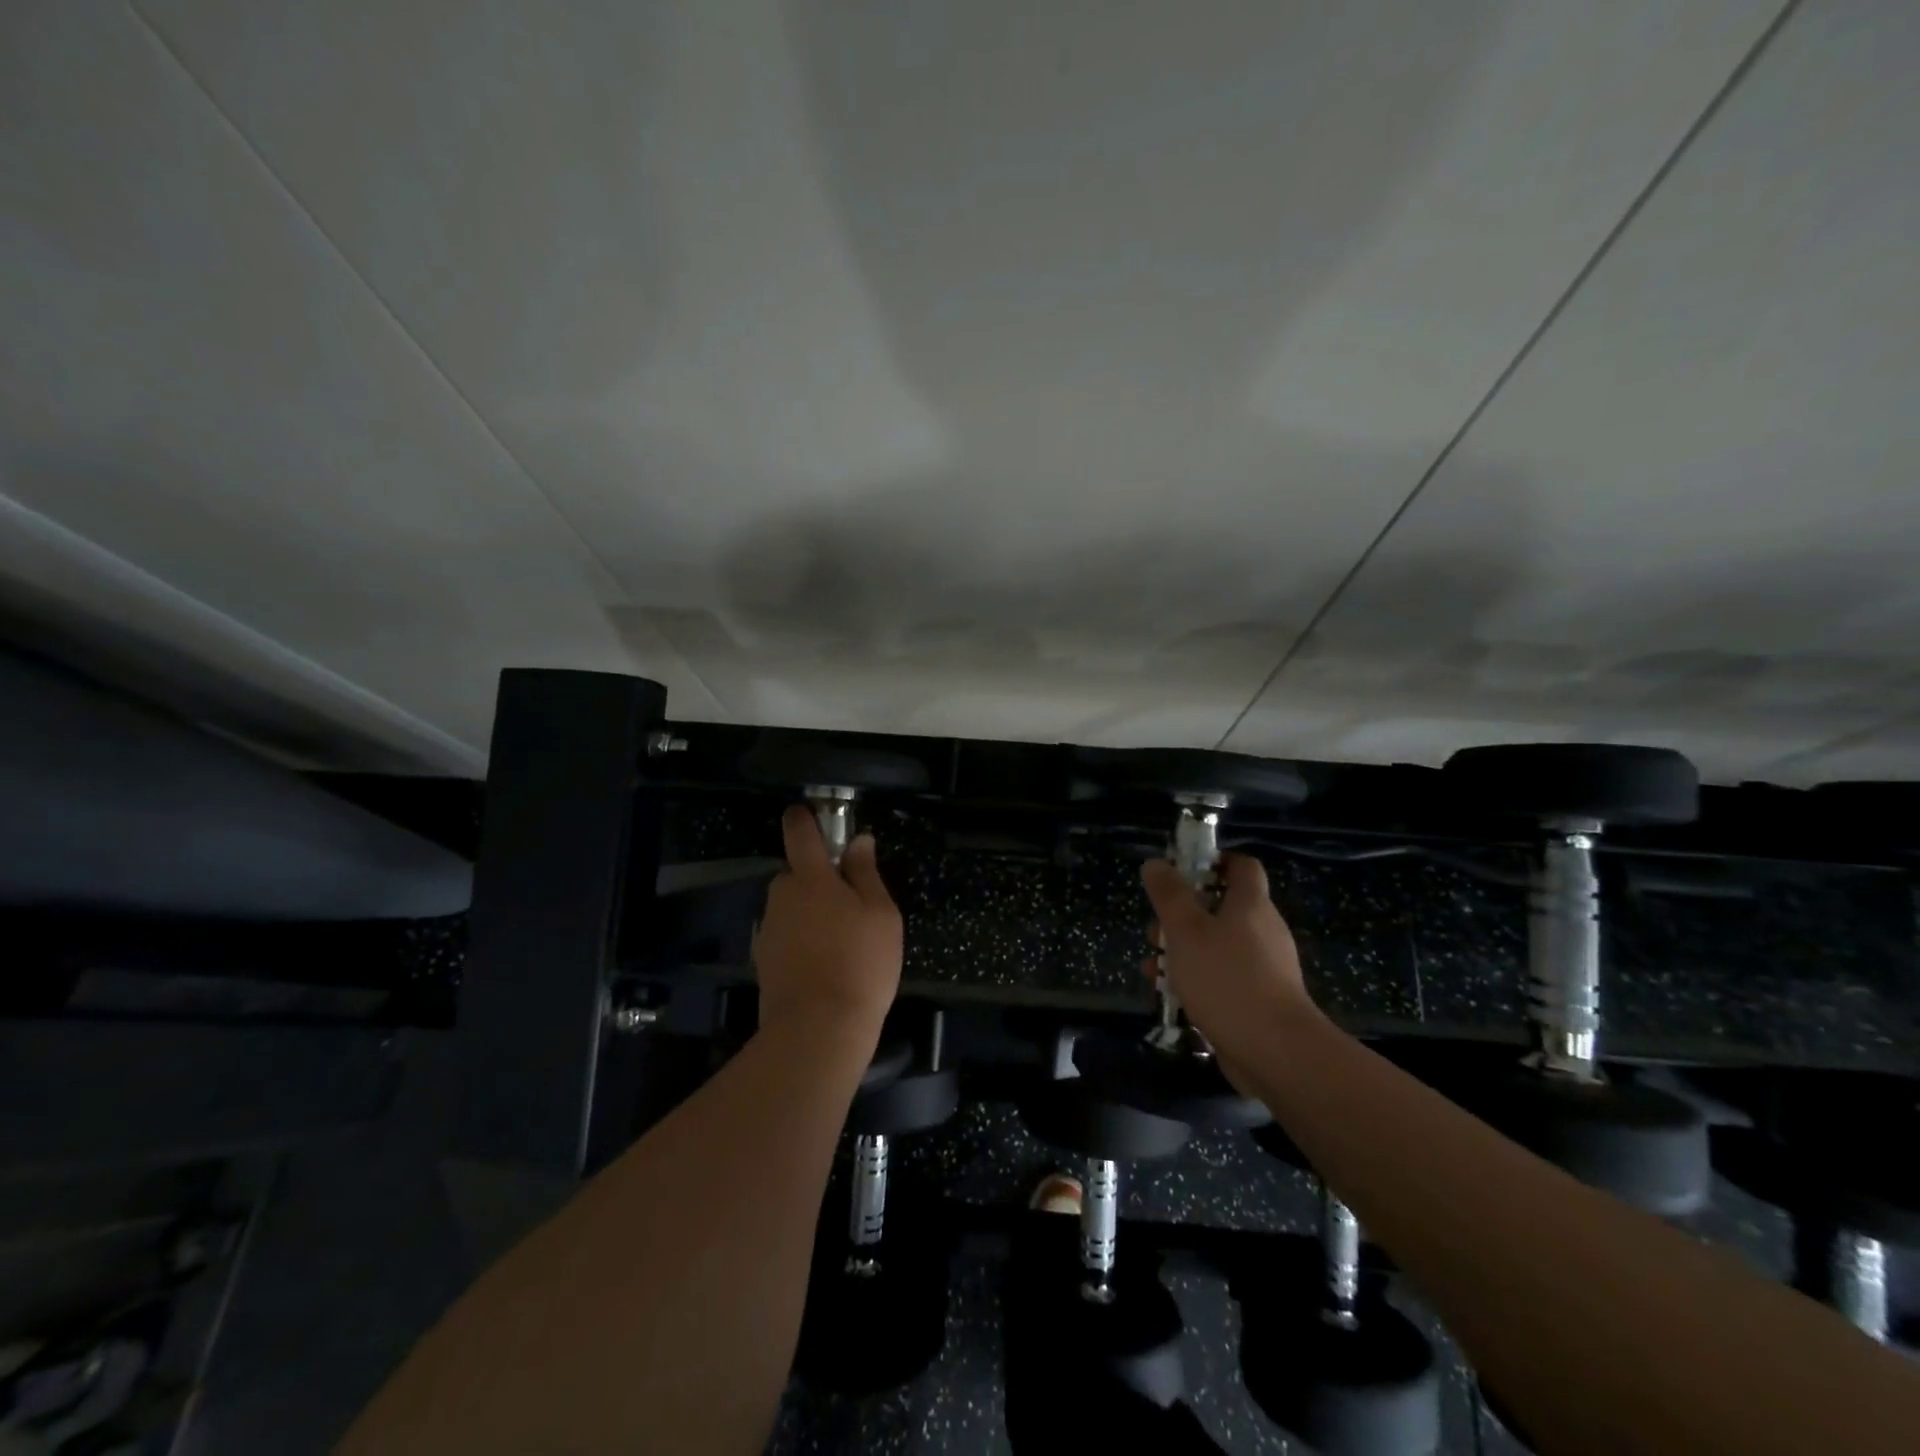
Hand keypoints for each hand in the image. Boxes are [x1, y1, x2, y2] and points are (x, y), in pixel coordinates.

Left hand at [753, 806, 902, 1043]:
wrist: (818, 1030)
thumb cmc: (859, 963)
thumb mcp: (880, 913)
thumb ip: (866, 873)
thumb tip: (859, 841)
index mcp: (811, 878)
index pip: (799, 832)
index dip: (804, 818)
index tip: (812, 815)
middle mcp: (782, 896)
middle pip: (797, 874)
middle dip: (818, 880)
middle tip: (851, 905)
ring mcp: (769, 930)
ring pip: (792, 908)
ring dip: (810, 913)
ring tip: (842, 943)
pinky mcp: (764, 961)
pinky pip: (786, 936)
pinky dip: (802, 942)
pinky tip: (824, 966)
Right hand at [1140, 853, 1318, 1067]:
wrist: (1275, 1051)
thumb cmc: (1226, 978)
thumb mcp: (1186, 930)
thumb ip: (1169, 895)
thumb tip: (1157, 863)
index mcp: (1251, 905)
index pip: (1242, 866)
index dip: (1213, 862)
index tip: (1181, 871)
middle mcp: (1262, 930)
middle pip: (1222, 908)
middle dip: (1183, 915)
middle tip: (1155, 929)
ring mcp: (1264, 968)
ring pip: (1217, 946)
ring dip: (1183, 951)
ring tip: (1151, 966)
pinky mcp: (1259, 1000)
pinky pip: (1222, 978)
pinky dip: (1196, 980)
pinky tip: (1169, 996)